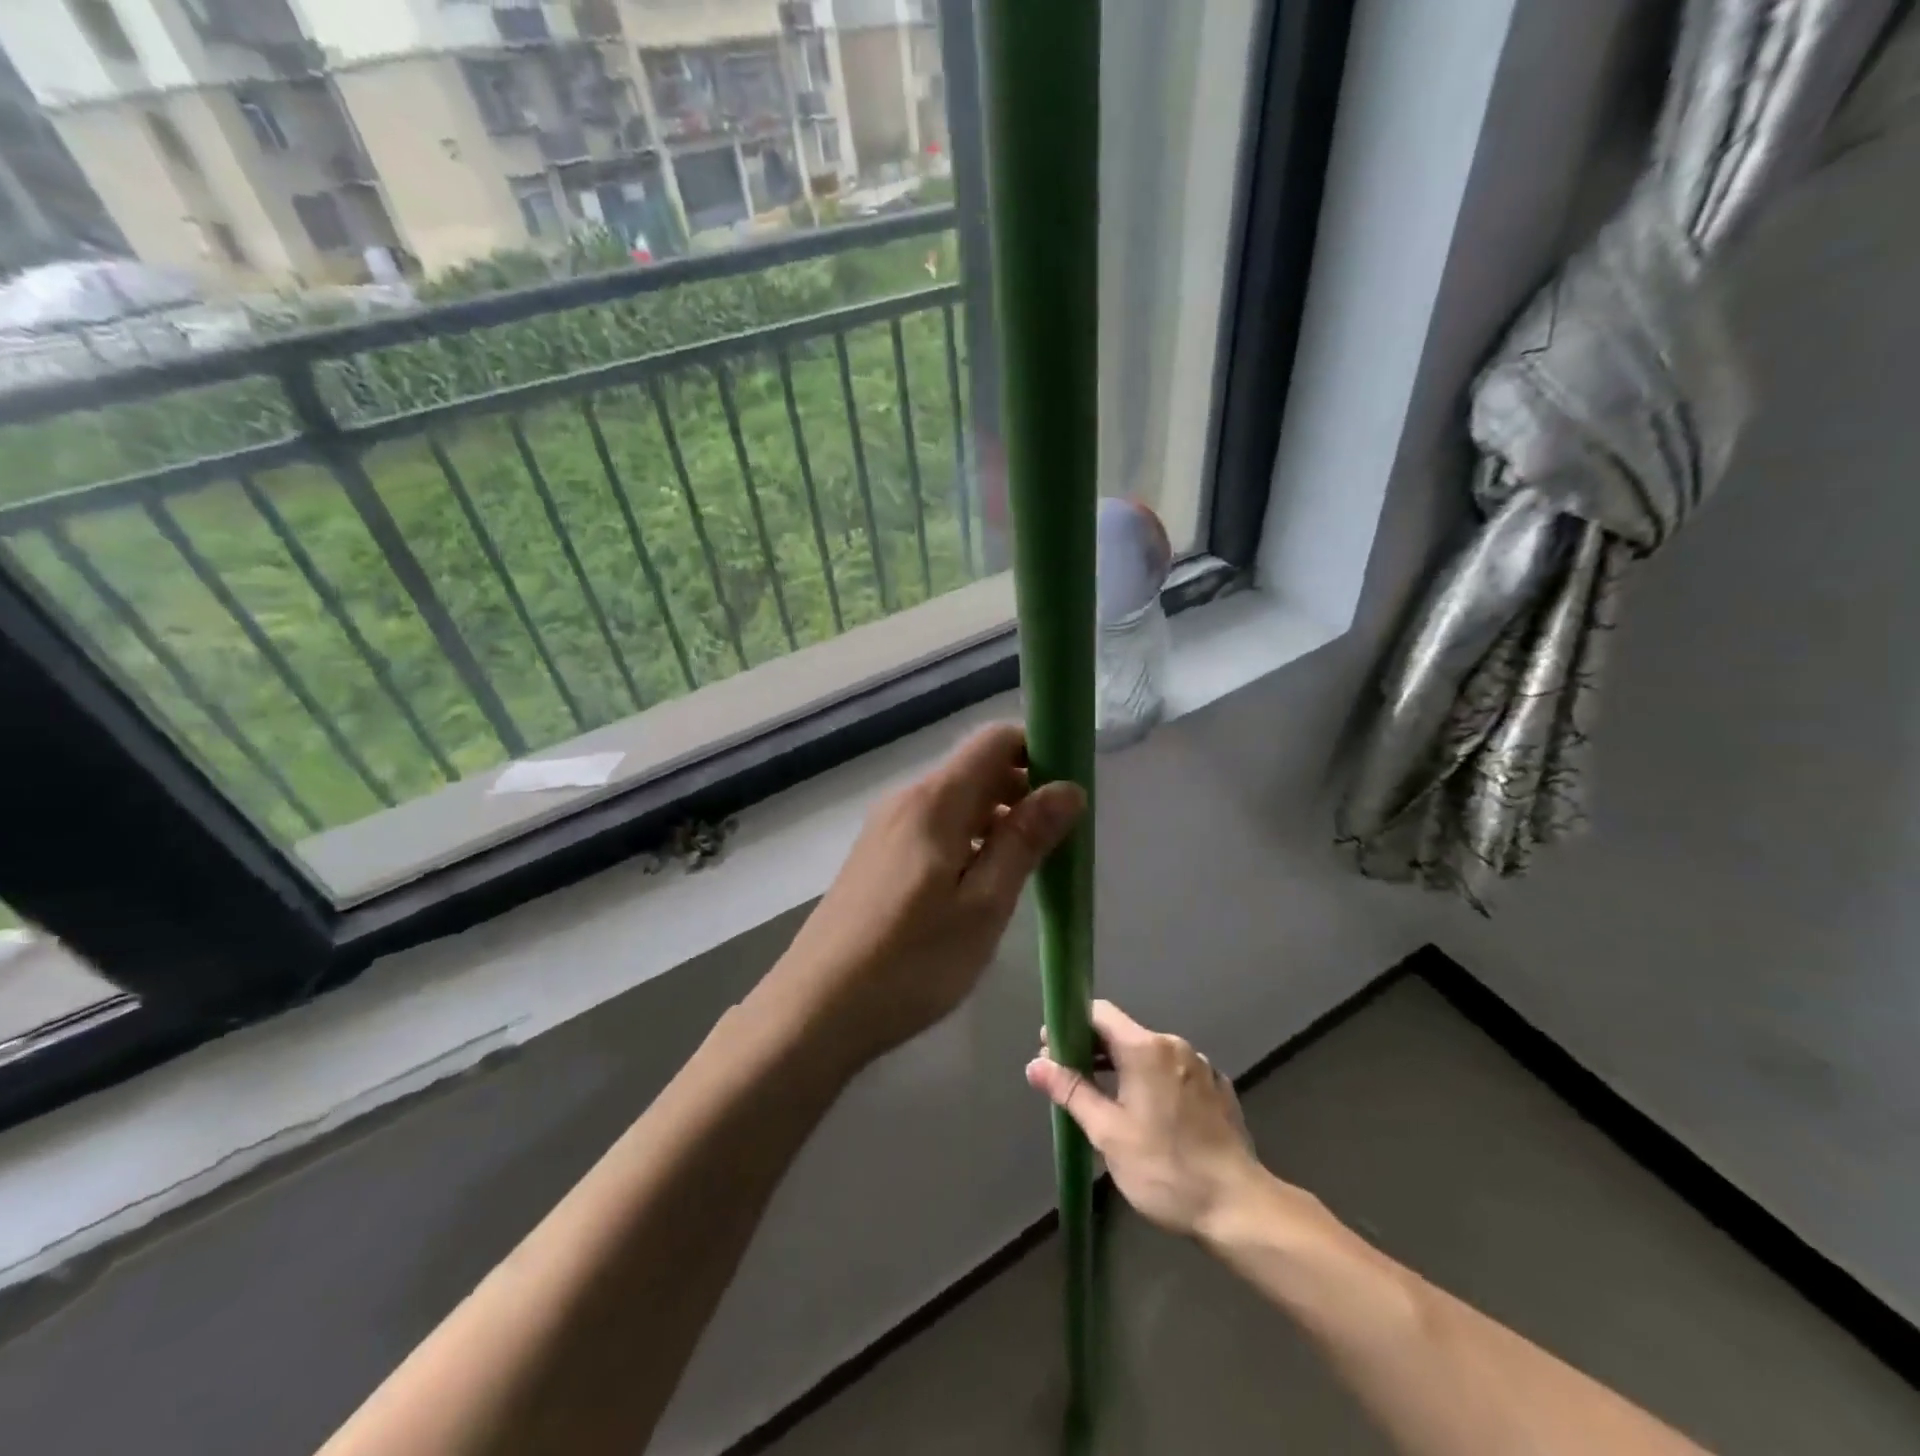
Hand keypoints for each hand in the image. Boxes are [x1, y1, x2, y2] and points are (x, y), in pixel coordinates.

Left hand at [777, 723, 1085, 1065]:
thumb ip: (1025, 840)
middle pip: (976, 770)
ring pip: (956, 802)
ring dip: (997, 820)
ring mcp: (886, 829)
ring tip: (1027, 868)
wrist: (815, 1010)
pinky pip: (933, 828)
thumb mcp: (984, 905)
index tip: (1070, 792)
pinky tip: (979, 886)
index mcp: (935, 800)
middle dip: (1023, 791)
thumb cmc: (911, 961)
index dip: (1039, 752)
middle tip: (1058, 841)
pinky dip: (967, 840)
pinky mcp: (876, 857)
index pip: (995, 740)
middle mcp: (907, 800)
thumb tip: (1068, 788)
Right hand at [1027, 1001, 1263, 1237]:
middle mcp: (1175, 1046)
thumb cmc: (1165, 1169)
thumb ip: (1071, 1091)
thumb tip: (1035, 1064)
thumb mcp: (1108, 1133)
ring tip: (1103, 1098)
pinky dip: (1153, 1082)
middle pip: (1124, 1033)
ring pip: (1150, 1054)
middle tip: (1068, 1077)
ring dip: (1123, 1068)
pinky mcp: (1219, 1089)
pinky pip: (1175, 1073)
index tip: (1052, 1046)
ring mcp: (1201, 1066)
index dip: (1072, 1024)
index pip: (1100, 1013)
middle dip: (1093, 1049)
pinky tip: (1147, 1114)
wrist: (1239, 1208)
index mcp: (1146, 1049)